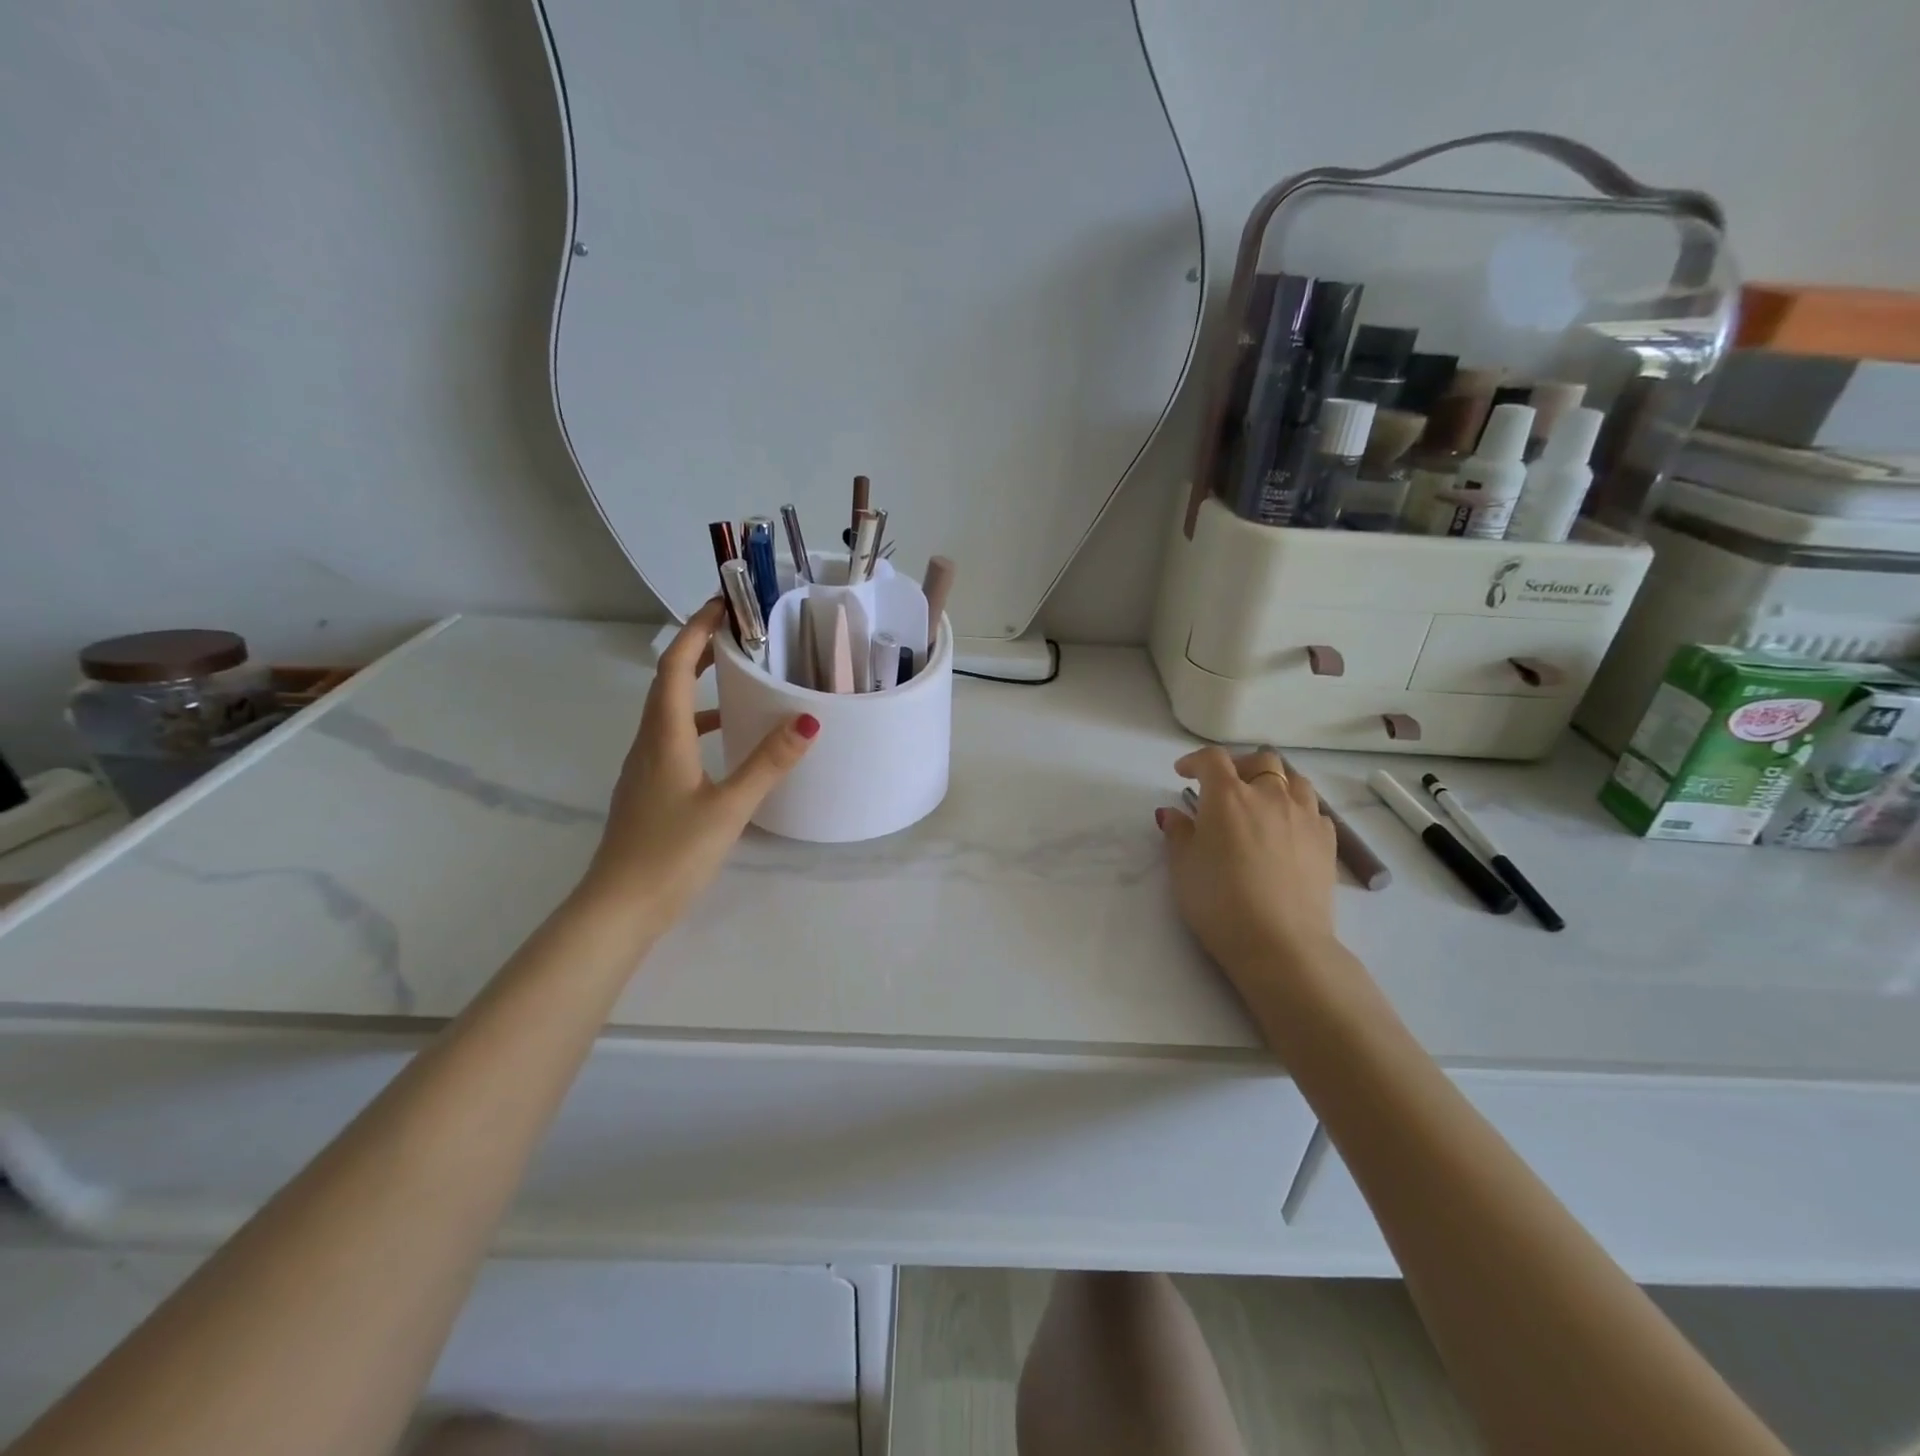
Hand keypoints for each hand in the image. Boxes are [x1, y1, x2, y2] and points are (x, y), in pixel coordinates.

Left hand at [582, 599, 818, 927]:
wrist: (619, 908)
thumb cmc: (671, 854)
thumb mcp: (729, 807)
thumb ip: (768, 763)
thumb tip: (808, 720)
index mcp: (663, 738)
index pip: (674, 667)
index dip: (696, 632)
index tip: (722, 605)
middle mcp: (648, 744)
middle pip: (668, 683)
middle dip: (698, 651)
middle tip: (737, 634)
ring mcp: (644, 768)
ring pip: (669, 712)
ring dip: (697, 687)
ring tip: (738, 679)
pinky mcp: (648, 790)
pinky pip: (672, 739)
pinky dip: (697, 724)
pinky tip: (724, 742)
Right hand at [1157, 746, 1339, 986]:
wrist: (1281, 943)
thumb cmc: (1219, 902)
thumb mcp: (1183, 868)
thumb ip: (1178, 833)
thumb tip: (1174, 814)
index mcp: (1228, 796)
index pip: (1212, 759)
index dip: (1195, 760)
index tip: (1183, 773)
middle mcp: (1270, 795)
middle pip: (1261, 760)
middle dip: (1239, 766)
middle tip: (1224, 786)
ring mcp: (1305, 816)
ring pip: (1294, 780)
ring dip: (1274, 783)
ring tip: (1261, 803)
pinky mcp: (1328, 842)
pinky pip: (1314, 810)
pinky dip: (1297, 810)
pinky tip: (1287, 830)